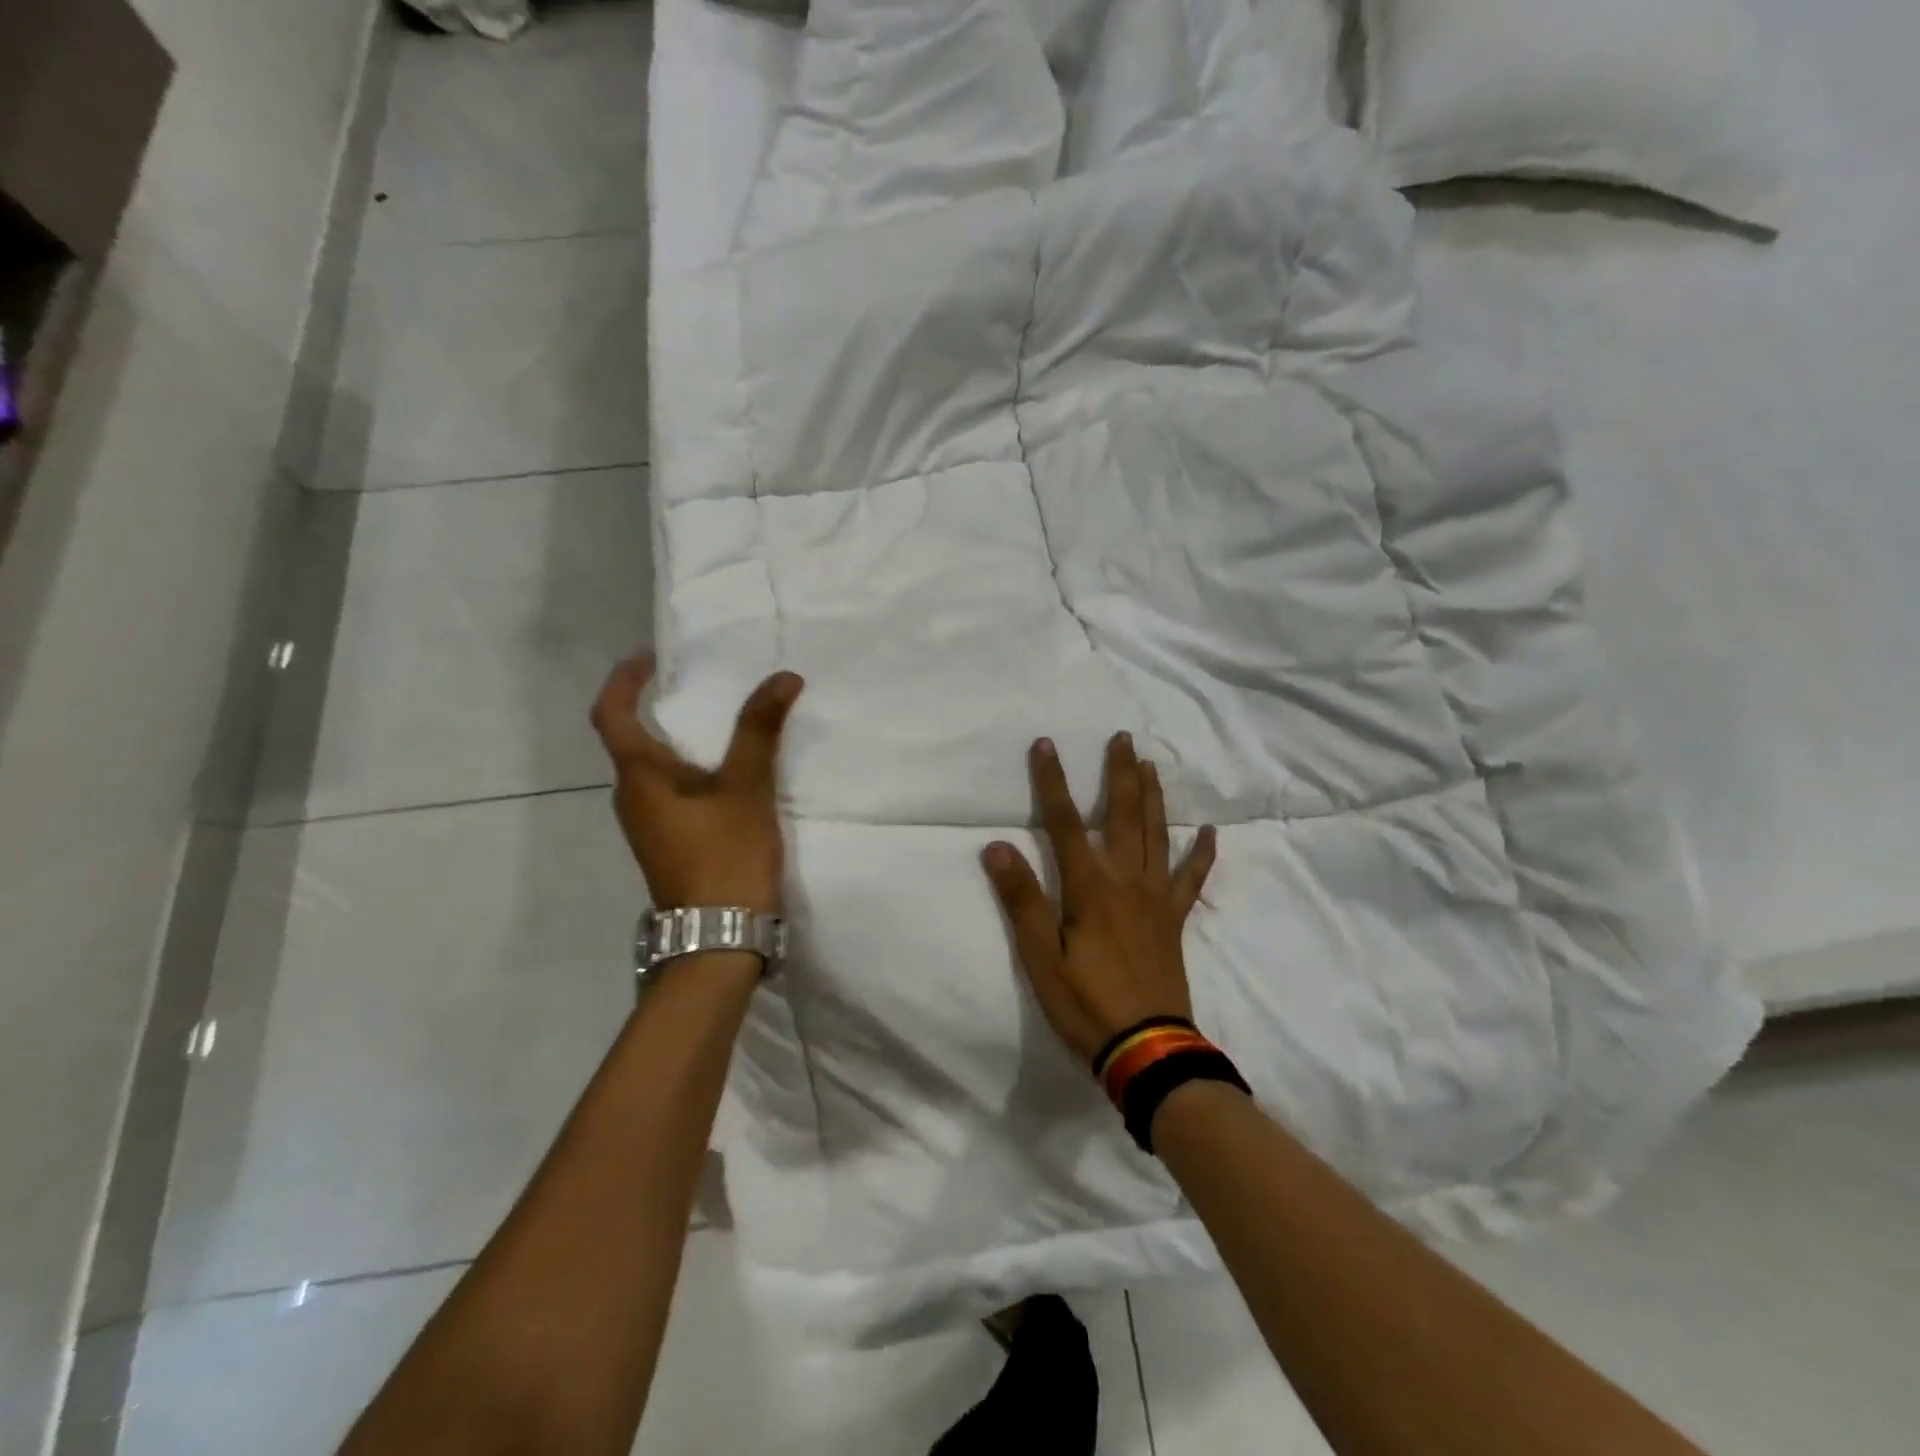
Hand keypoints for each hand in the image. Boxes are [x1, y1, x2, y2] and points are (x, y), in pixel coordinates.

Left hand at [591, 652, 803, 913]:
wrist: (718, 940)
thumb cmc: (724, 856)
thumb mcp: (747, 788)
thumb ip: (760, 731)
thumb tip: (783, 677)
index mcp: (639, 777)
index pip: (611, 714)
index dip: (624, 680)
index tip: (651, 657)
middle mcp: (632, 798)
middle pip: (631, 740)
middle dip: (657, 707)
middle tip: (699, 685)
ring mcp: (648, 825)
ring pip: (654, 769)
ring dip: (678, 741)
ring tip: (721, 724)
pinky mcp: (668, 844)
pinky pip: (671, 793)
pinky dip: (691, 770)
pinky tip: (728, 774)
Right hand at [982, 733, 1217, 1063]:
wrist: (1147, 1047)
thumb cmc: (1085, 1002)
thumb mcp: (1040, 957)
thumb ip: (1022, 900)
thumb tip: (997, 847)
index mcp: (1090, 887)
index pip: (1064, 823)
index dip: (1052, 781)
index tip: (1045, 744)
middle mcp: (1126, 881)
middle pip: (1122, 816)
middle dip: (1119, 774)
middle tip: (1123, 737)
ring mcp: (1156, 899)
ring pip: (1157, 835)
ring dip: (1153, 797)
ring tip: (1152, 765)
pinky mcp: (1174, 920)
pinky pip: (1191, 880)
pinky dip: (1201, 854)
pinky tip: (1209, 832)